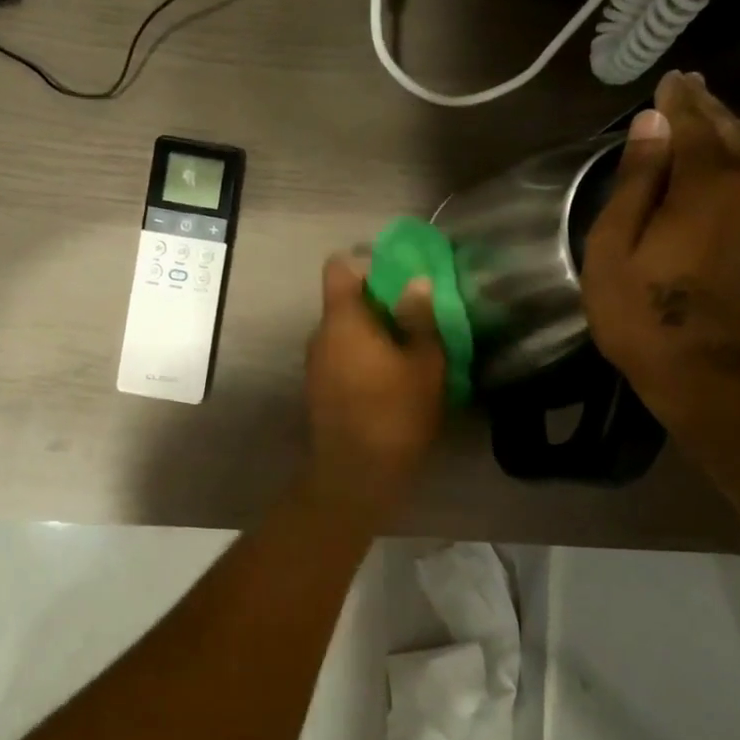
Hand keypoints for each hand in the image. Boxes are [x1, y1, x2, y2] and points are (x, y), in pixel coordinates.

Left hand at [304, 255, 445, 507]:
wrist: (355, 476)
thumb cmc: (394, 414)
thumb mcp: (424, 364)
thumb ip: (420, 318)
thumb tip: (417, 281)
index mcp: (342, 320)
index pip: (339, 268)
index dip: (368, 263)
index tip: (400, 276)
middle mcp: (320, 335)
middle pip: (344, 301)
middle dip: (379, 302)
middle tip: (417, 315)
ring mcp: (315, 363)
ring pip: (344, 332)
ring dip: (373, 333)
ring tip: (409, 349)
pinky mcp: (319, 389)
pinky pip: (342, 356)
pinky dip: (363, 357)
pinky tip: (391, 378)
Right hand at [581, 71, 739, 424]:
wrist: (711, 372)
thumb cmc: (644, 313)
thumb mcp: (614, 248)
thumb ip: (635, 182)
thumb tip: (651, 124)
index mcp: (706, 182)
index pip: (691, 123)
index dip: (677, 100)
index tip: (668, 80)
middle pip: (732, 131)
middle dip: (708, 108)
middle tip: (690, 89)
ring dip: (735, 131)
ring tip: (714, 118)